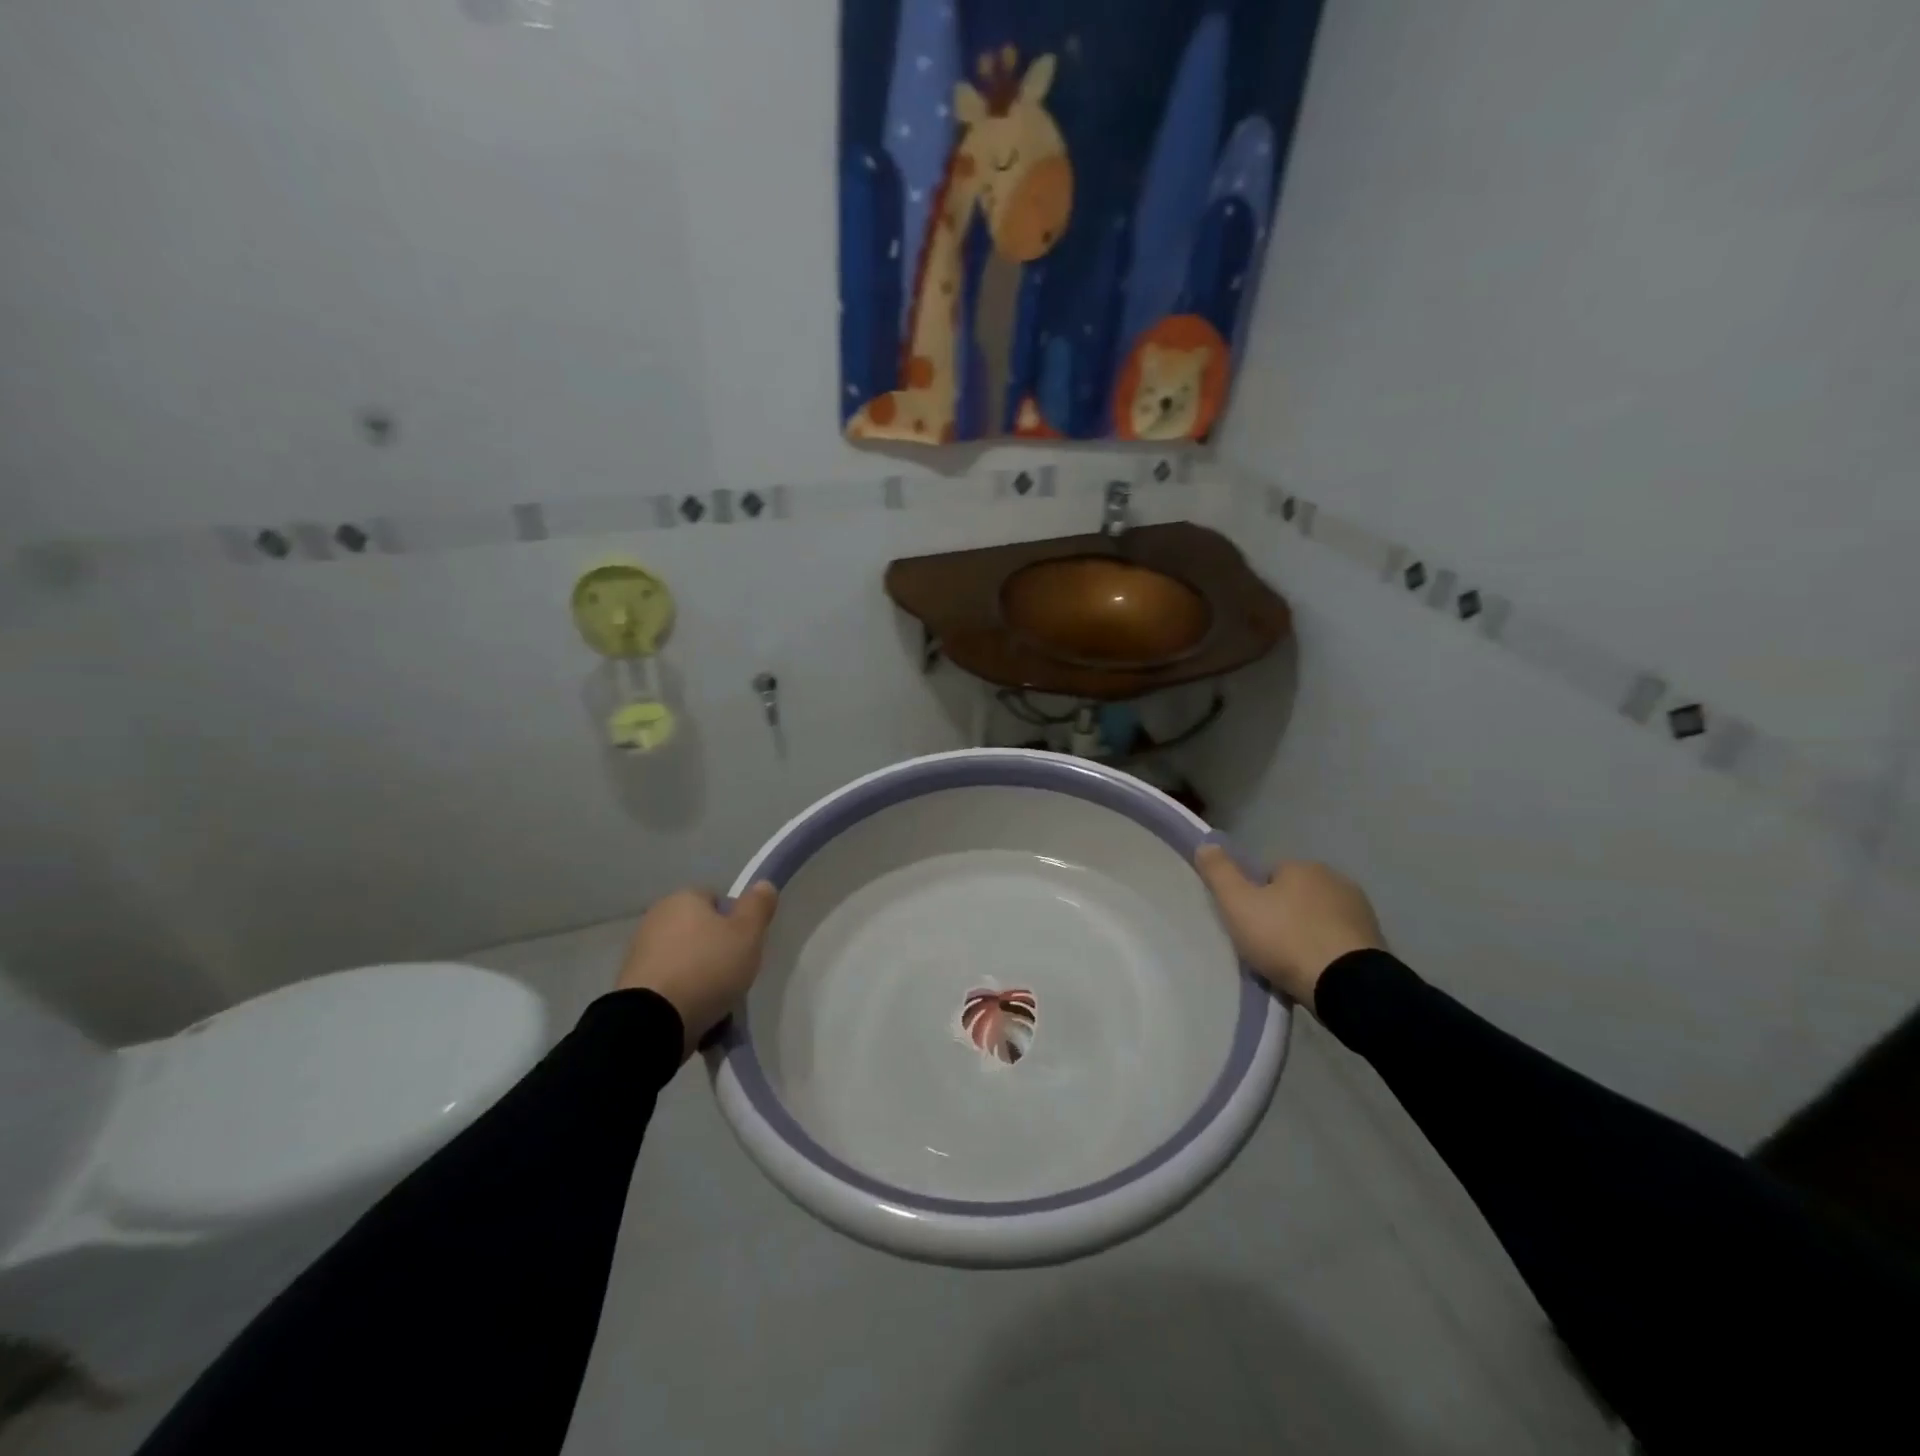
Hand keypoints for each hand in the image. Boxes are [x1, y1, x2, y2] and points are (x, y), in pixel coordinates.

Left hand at [616, 884, 778, 1054]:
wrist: (652, 1021)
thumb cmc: (707, 968)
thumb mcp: (747, 934)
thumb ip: (758, 906)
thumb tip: (763, 884)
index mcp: (683, 898)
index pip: (718, 900)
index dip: (736, 922)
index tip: (745, 946)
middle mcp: (656, 917)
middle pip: (699, 930)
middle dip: (715, 949)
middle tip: (734, 974)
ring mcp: (639, 951)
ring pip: (683, 958)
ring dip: (697, 974)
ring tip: (715, 1001)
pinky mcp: (630, 984)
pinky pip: (668, 983)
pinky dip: (680, 994)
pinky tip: (693, 1013)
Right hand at [1193, 849, 1384, 1013]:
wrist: (1346, 985)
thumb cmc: (1285, 938)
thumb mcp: (1238, 904)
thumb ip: (1219, 872)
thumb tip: (1206, 843)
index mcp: (1303, 867)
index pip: (1270, 874)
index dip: (1256, 898)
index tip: (1248, 923)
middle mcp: (1336, 880)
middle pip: (1296, 895)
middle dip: (1283, 914)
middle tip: (1266, 945)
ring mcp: (1360, 911)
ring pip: (1319, 918)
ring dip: (1306, 933)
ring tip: (1290, 963)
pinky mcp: (1375, 941)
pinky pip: (1338, 940)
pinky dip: (1327, 951)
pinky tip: (1315, 972)